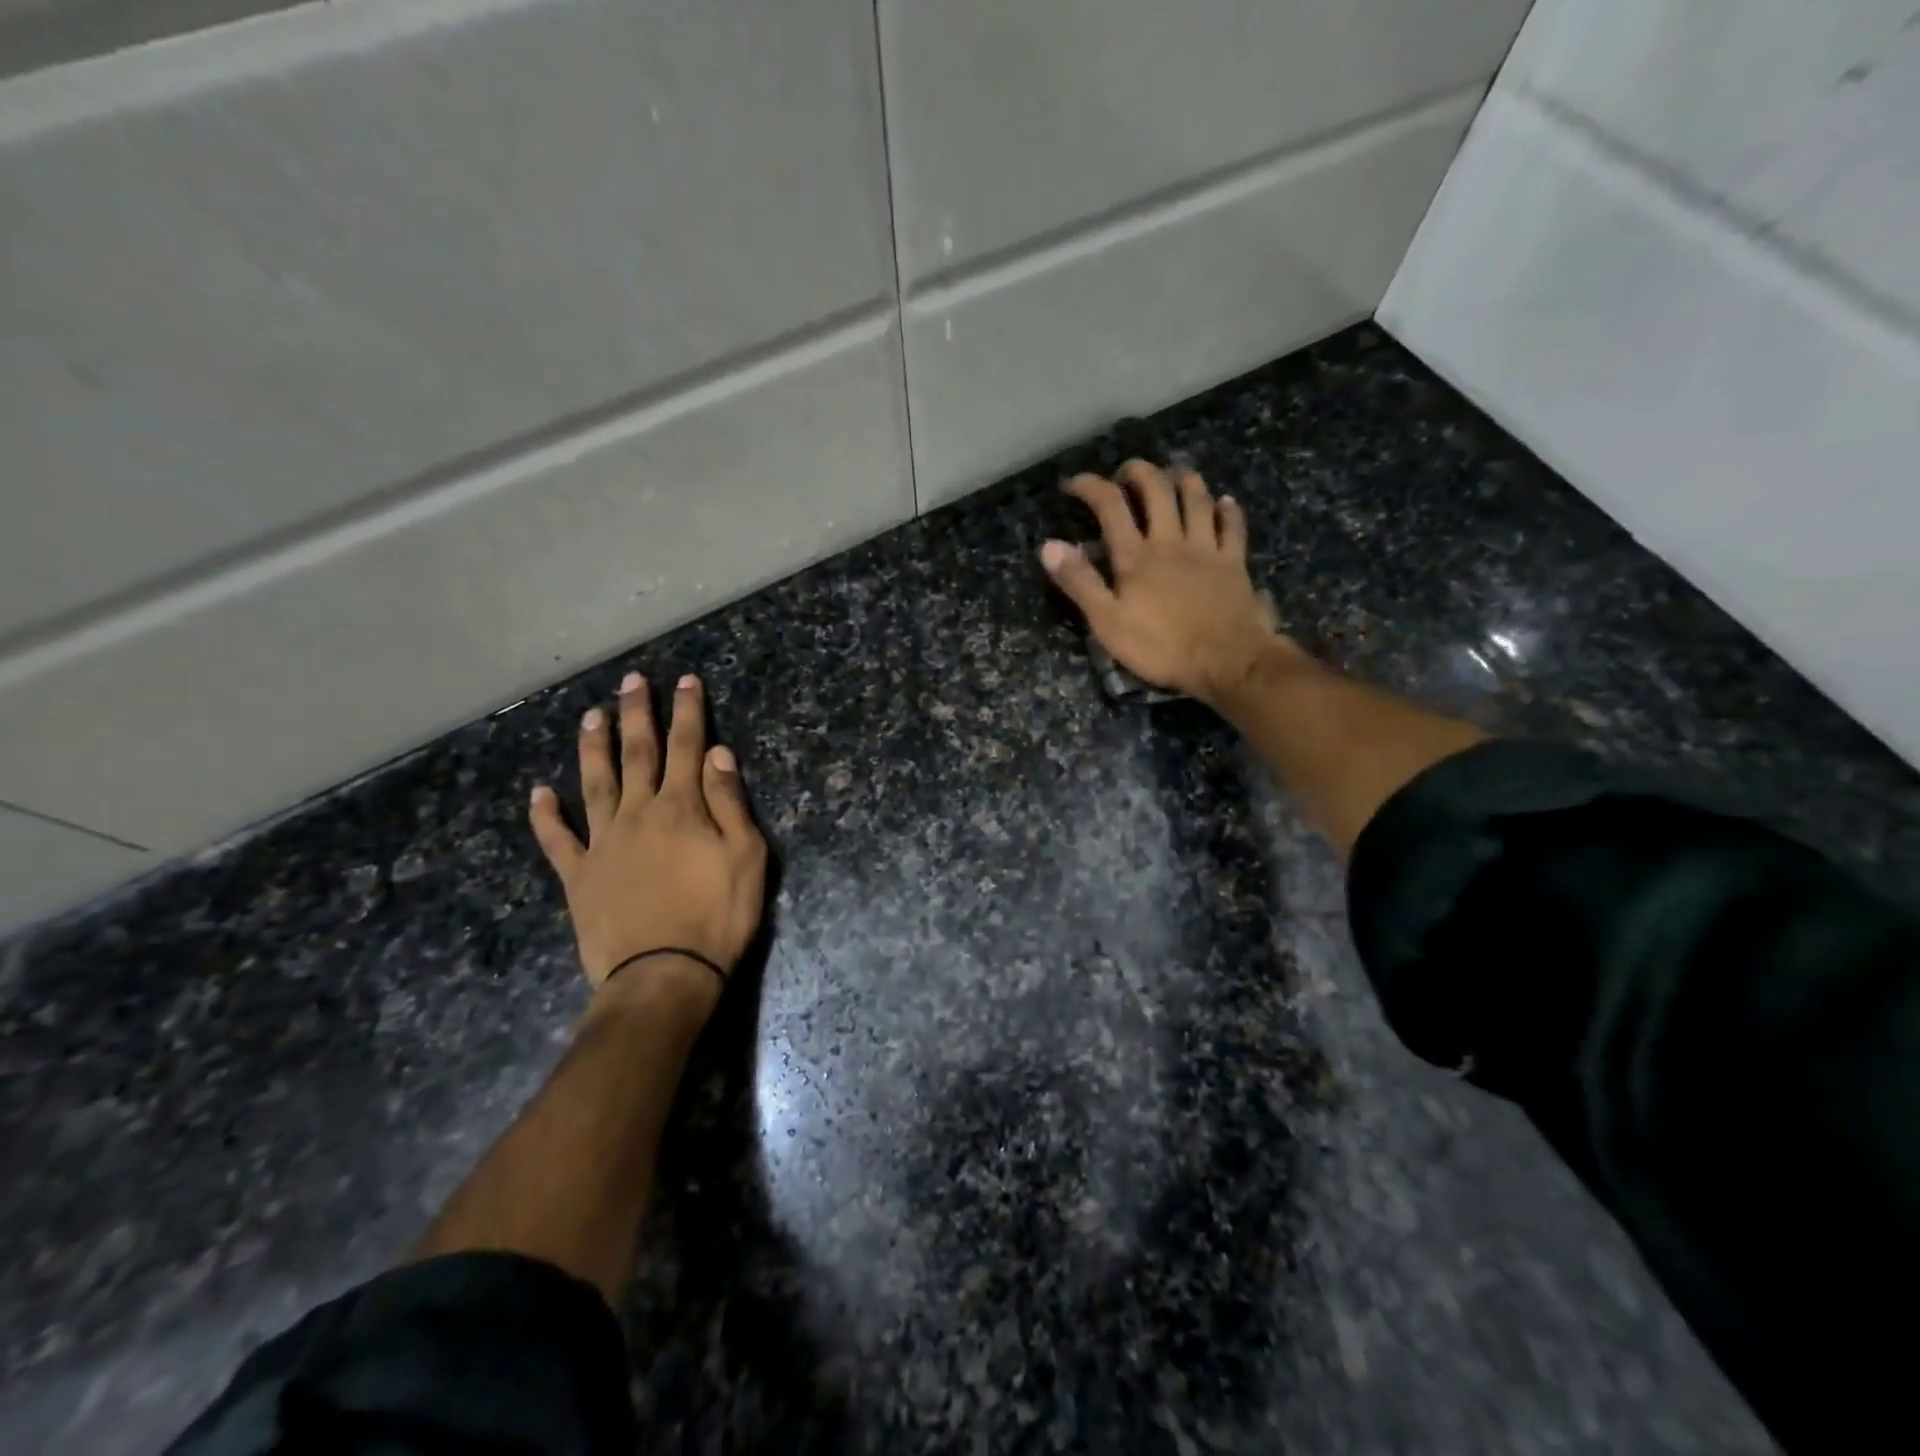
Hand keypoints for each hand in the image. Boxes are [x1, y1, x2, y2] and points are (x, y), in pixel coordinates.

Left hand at [529, 672, 767, 1013]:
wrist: (664, 976)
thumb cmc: (717, 917)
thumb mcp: (746, 858)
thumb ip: (730, 803)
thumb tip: (718, 754)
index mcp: (682, 809)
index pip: (688, 748)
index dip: (688, 711)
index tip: (685, 680)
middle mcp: (639, 814)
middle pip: (638, 754)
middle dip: (638, 714)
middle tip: (632, 680)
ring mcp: (603, 843)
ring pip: (595, 783)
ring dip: (593, 747)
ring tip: (591, 715)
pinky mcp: (579, 875)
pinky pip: (557, 839)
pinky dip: (546, 815)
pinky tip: (539, 793)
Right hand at [1042, 460, 1300, 706]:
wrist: (1227, 662)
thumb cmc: (1161, 648)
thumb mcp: (1107, 622)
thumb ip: (1080, 582)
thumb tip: (1049, 545)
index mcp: (1136, 556)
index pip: (1110, 506)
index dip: (1090, 486)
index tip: (1073, 484)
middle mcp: (1171, 541)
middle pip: (1157, 489)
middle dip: (1138, 472)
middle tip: (1126, 474)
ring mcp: (1207, 549)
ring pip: (1197, 499)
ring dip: (1183, 480)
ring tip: (1173, 476)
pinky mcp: (1235, 564)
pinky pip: (1233, 526)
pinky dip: (1228, 510)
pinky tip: (1224, 502)